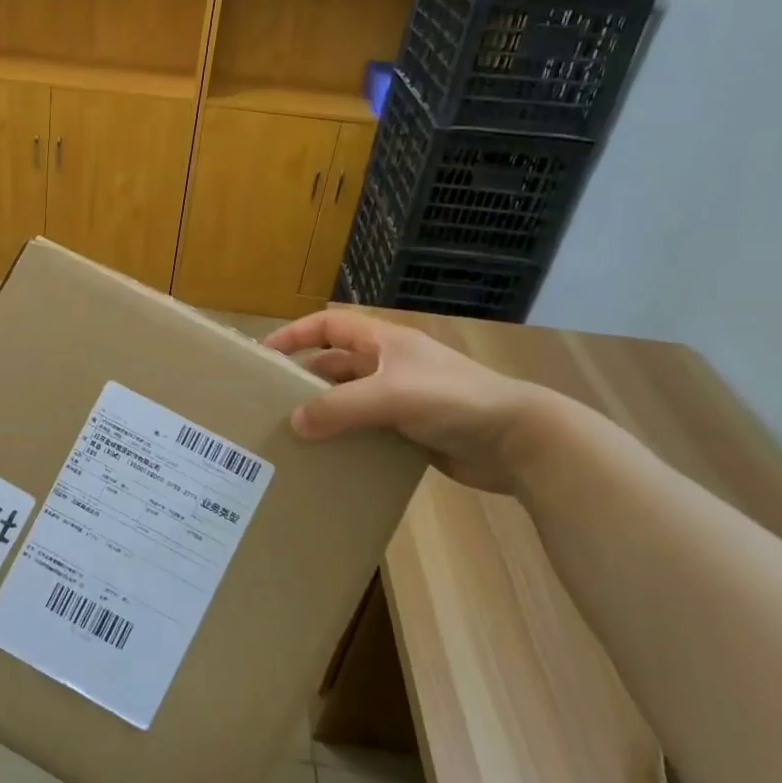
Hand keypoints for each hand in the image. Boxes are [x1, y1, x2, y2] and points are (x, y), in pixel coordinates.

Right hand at [262, 311, 546, 493]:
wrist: (516, 441)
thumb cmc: (452, 400)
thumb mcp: (390, 395)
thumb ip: (339, 407)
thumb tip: (294, 423)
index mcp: (385, 342)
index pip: (330, 325)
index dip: (296, 334)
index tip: (265, 353)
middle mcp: (390, 366)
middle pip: (335, 364)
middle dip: (304, 379)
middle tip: (272, 403)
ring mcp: (402, 399)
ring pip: (350, 400)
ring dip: (325, 412)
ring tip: (294, 434)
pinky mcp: (412, 431)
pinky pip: (367, 429)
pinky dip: (346, 438)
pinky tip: (329, 457)